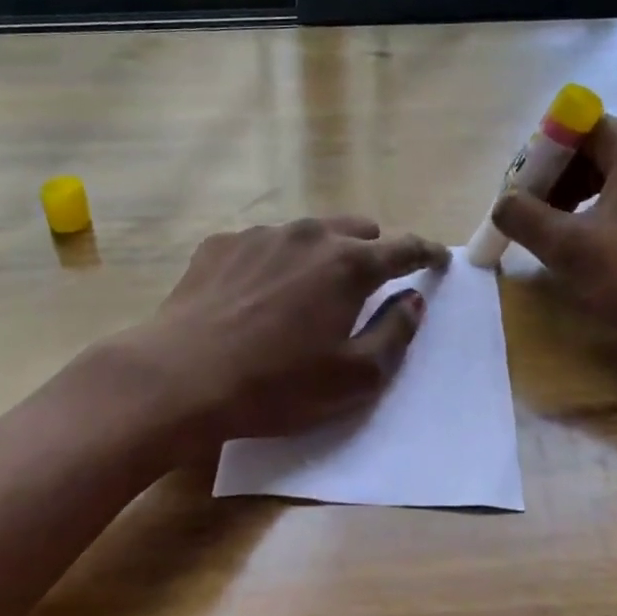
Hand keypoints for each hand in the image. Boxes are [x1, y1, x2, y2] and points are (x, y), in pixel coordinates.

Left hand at [136, 217, 449, 444]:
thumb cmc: (276, 385)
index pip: (403, 247)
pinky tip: (258, 294)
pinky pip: (264, 244)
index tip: (437, 260)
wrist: (179, 378)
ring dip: (322, 254)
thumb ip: (394, 333)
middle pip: (357, 230)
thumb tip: (412, 300)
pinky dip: (276, 261)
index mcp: (348, 264)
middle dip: (373, 250)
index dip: (426, 253)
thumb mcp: (353, 376)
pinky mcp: (221, 244)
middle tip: (369, 283)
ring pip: (309, 234)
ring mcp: (261, 235)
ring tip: (308, 290)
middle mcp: (308, 235)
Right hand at [491, 117, 616, 379]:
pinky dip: (607, 207)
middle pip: (590, 148)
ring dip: (578, 196)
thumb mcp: (568, 246)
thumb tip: (503, 203)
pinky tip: (596, 241)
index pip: (568, 130)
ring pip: (612, 171)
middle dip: (555, 181)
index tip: (519, 199)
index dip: (536, 162)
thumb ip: (522, 216)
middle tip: (533, 219)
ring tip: (559, 234)